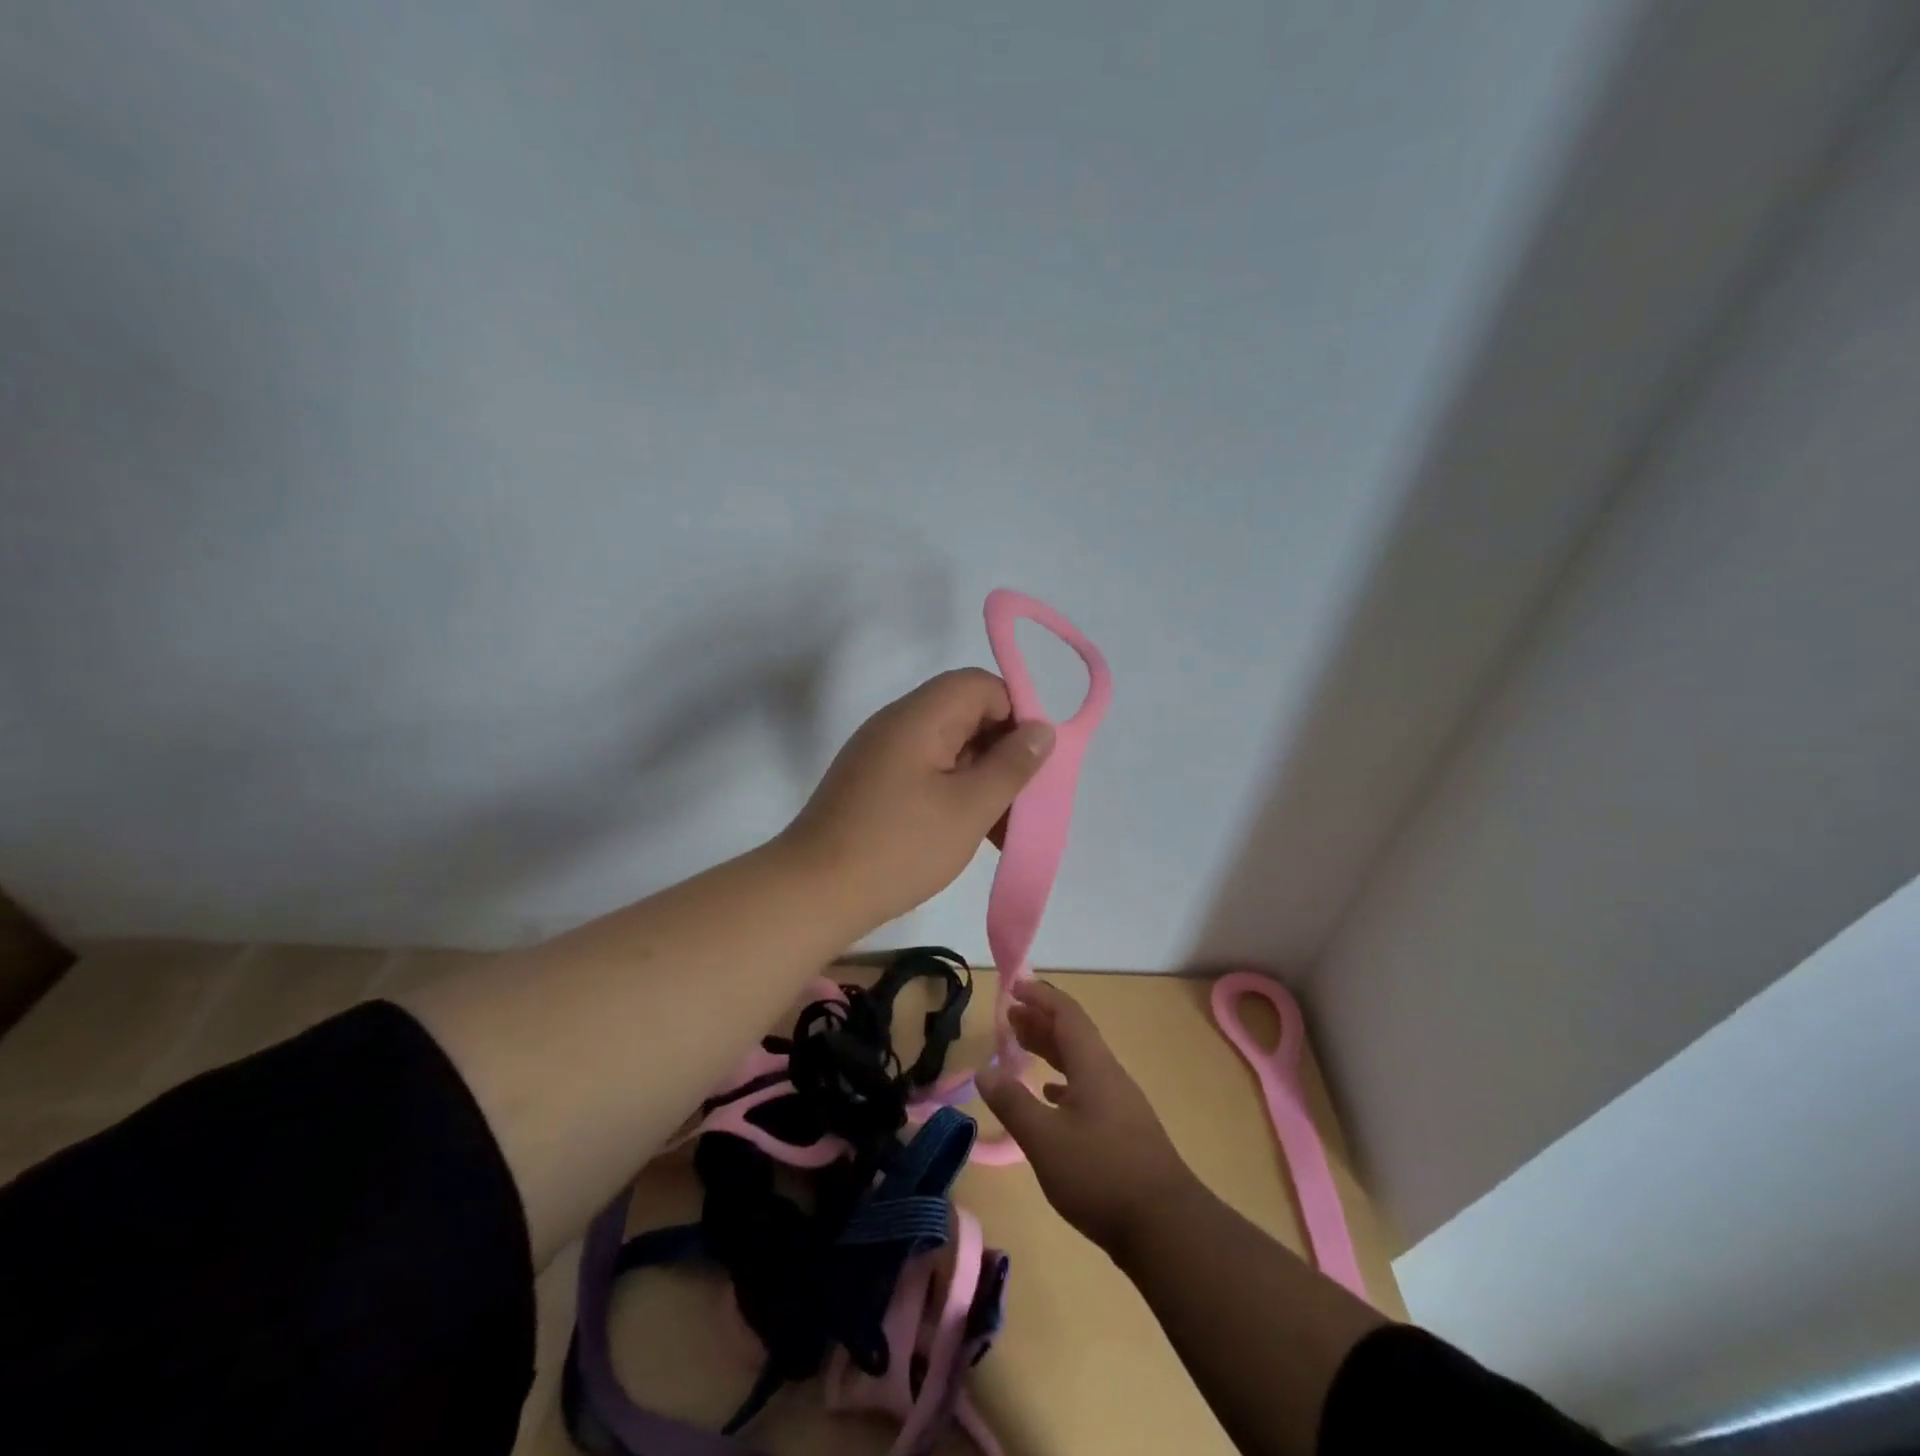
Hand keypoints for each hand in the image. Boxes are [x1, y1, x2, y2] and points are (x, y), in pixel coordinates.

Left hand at [777, 669, 1053, 928]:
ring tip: (1001, 829)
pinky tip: (968, 833)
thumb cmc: (899, 846)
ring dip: (980, 779)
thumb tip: (1042, 730)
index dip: (1015, 713)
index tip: (1033, 761)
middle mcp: (897, 724)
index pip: (980, 685)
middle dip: (1002, 752)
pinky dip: (953, 793)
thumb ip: (1011, 765)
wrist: (814, 891)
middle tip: (1023, 800)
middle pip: (964, 714)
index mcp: (919, 716)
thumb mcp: (968, 807)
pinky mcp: (872, 783)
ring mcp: (880, 754)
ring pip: (948, 748)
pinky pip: (925, 772)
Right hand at [978, 979, 1195, 1256]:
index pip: (1066, 1014)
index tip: (1013, 987)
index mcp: (1093, 1065)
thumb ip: (1012, 1102)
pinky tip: (1051, 1096)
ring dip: (1051, 1049)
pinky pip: (1088, 1088)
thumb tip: (984, 1069)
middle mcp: (1108, 1075)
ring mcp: (1120, 1103)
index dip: (1039, 996)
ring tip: (1022, 1048)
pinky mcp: (1124, 1130)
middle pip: (1074, 1034)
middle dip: (1041, 1021)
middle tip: (1010, 1016)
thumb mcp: (1044, 1139)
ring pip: (1081, 1061)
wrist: (1165, 1227)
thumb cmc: (1100, 1174)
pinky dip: (1064, 1082)